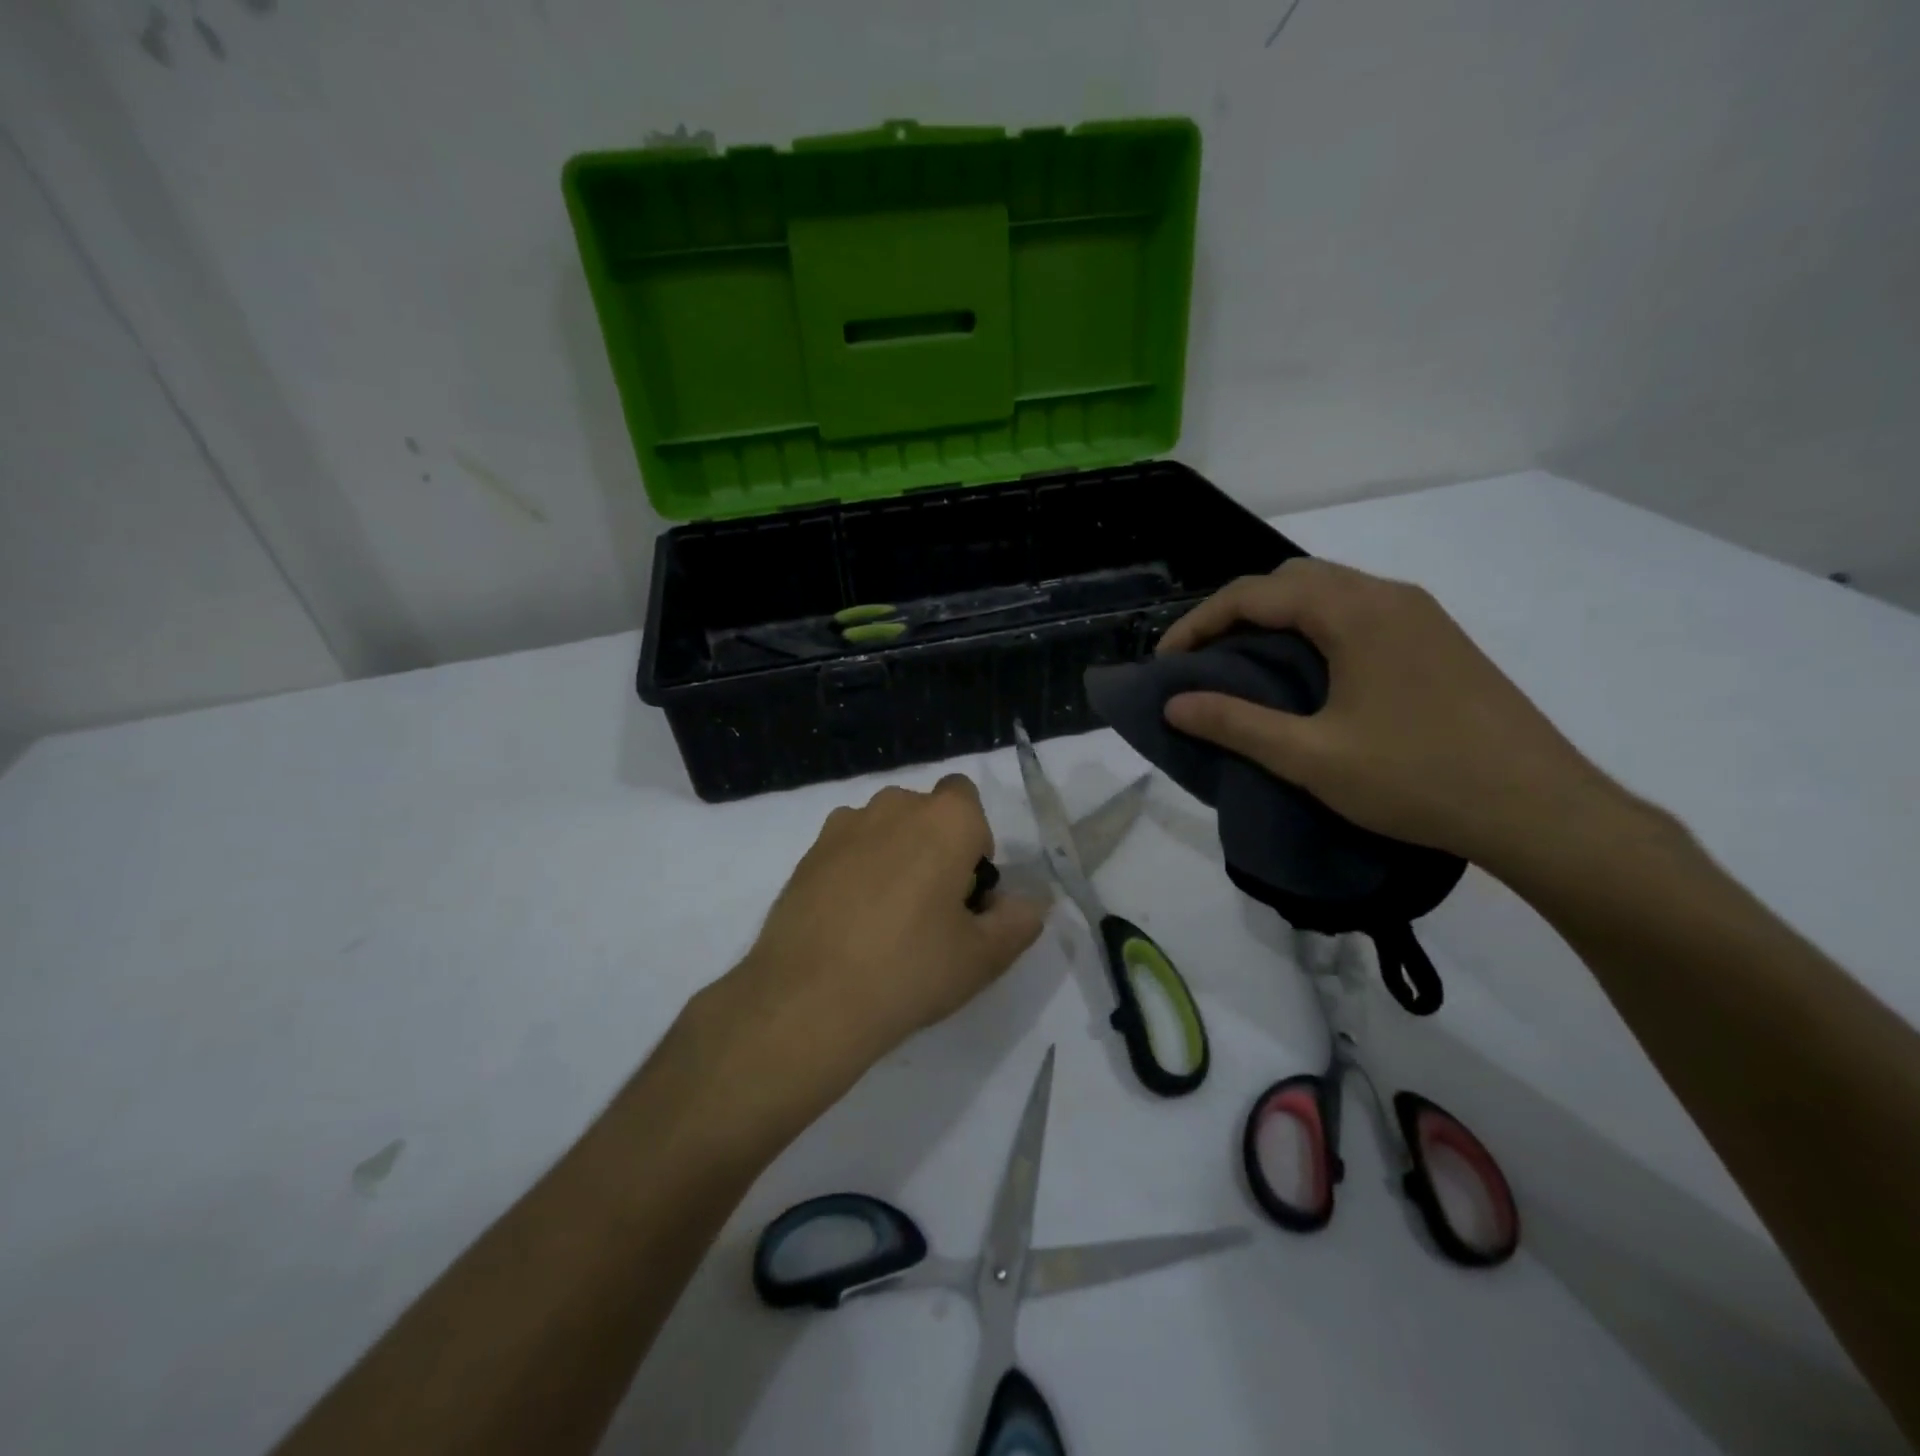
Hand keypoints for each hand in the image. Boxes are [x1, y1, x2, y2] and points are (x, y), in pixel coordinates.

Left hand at [724, 776, 1045, 1079]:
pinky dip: (856, 870)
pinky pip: (848, 848)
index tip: (965, 890)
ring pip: (884, 829)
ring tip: (885, 918)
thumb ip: (1018, 921)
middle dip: (935, 846)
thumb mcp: (983, 957)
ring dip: (894, 855)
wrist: (807, 1000)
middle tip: (932, 909)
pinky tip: (849, 922)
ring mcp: (843, 826)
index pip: (968, 799)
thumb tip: (1028, 903)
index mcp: (944, 819)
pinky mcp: (807, 853)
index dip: (973, 841)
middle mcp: (894, 806)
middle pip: (925, 813)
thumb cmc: (910, 969)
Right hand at [1156, 558, 1623, 871]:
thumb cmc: (1418, 778)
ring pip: (1329, 592)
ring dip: (1277, 618)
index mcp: (1355, 612)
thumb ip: (1236, 724)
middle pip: (1291, 580)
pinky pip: (1359, 612)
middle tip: (1204, 659)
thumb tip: (1174, 704)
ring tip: (1247, 665)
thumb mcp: (1311, 757)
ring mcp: (1421, 616)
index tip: (1167, 662)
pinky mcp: (1439, 641)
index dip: (1199, 623)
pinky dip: (1315, 628)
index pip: (1254, 594)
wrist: (1540, 810)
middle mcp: (1389, 597)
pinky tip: (1310, 674)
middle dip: (1236, 612)